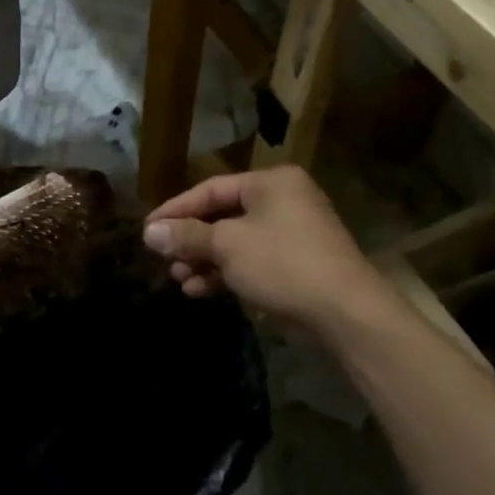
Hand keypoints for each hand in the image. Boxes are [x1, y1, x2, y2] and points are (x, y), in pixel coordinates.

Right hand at [143, 166, 389, 332]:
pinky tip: (201, 291)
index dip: (175, 209)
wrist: (346, 312)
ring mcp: (292, 233)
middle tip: (164, 260)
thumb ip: (187, 236)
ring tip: (180, 280)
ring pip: (236, 241)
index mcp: (270, 182)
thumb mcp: (228, 246)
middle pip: (222, 215)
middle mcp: (283, 200)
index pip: (210, 189)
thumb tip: (149, 232)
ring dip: (205, 260)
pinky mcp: (297, 264)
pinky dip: (226, 272)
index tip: (148, 229)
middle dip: (191, 240)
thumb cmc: (283, 263)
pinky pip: (252, 260)